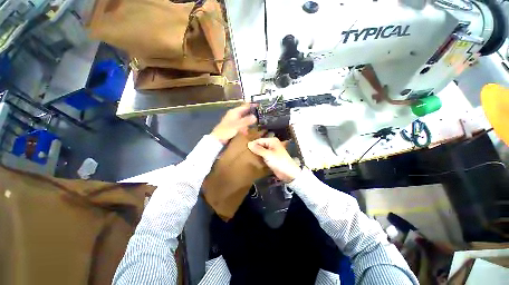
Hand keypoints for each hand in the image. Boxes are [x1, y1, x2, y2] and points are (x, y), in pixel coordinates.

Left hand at [211, 103, 256, 144]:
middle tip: (259, 116)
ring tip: (254, 125)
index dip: (251, 105)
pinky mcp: (233, 126)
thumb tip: (255, 117)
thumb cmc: (226, 130)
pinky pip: (241, 125)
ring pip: (243, 119)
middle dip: (251, 114)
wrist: (217, 138)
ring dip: (248, 122)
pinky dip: (244, 127)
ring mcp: (233, 120)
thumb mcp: (237, 125)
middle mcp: (234, 114)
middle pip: (245, 112)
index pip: (245, 106)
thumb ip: (246, 121)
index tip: (259, 105)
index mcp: (234, 112)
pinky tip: (246, 132)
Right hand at [248, 137, 300, 182]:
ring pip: (261, 150)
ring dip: (256, 153)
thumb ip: (258, 149)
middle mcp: (272, 144)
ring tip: (247, 155)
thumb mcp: (268, 155)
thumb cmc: (279, 161)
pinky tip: (253, 159)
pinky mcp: (271, 158)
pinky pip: (263, 155)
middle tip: (244, 152)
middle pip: (260, 145)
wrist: (288, 173)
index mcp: (272, 141)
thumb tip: (248, 144)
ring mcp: (271, 151)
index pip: (259, 140)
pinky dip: (259, 157)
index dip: (252, 144)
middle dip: (254, 148)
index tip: (244, 148)